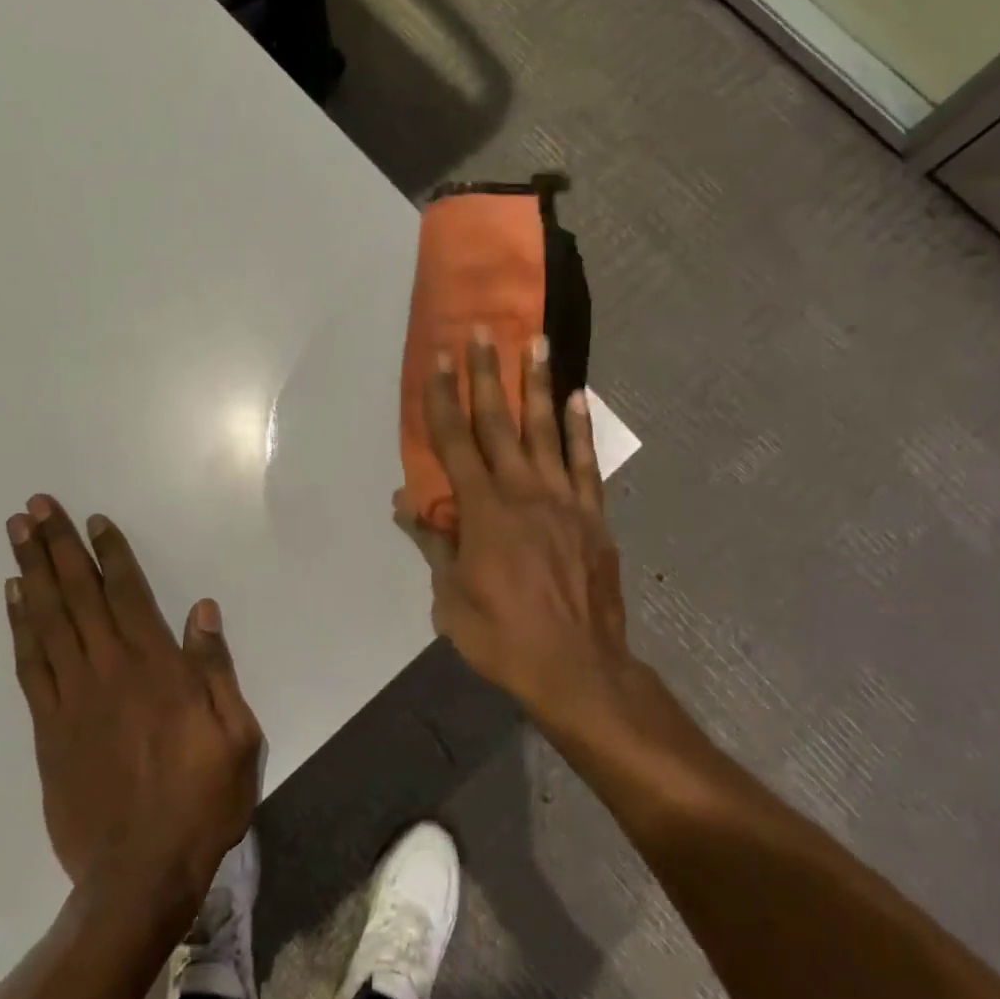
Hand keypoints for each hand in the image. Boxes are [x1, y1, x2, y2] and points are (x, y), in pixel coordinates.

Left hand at [4, 497, 262, 911]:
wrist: (140, 874)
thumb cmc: (201, 800)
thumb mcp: (236, 734)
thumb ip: (216, 668)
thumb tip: (201, 610)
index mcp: (157, 668)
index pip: (128, 594)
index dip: (110, 553)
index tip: (92, 520)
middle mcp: (109, 670)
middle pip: (78, 595)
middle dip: (56, 547)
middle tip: (35, 507)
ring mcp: (72, 698)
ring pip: (47, 621)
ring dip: (31, 573)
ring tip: (17, 535)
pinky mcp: (48, 729)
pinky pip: (30, 665)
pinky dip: (19, 627)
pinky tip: (14, 600)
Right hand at [395, 331, 633, 722]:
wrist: (577, 668)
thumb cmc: (503, 637)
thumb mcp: (450, 599)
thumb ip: (434, 544)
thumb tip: (406, 504)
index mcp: (482, 511)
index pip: (455, 442)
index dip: (443, 397)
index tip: (439, 357)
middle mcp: (522, 492)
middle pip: (499, 423)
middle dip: (486, 374)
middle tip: (483, 330)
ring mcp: (563, 500)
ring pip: (546, 430)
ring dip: (536, 384)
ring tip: (536, 341)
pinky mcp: (593, 515)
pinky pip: (586, 462)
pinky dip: (581, 428)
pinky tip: (577, 396)